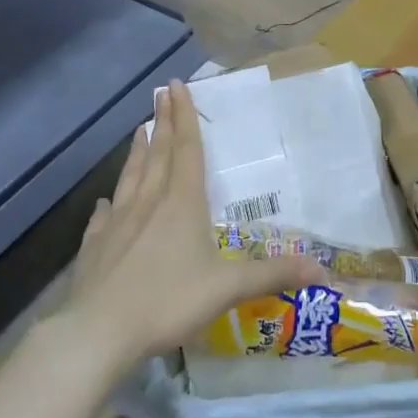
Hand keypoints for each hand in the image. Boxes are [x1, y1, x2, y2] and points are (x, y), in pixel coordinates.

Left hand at [61, 80, 325, 372]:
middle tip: (161, 92)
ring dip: (138, 152)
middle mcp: (149, 202)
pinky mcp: (94, 247)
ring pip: (131, 177)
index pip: (187, 149)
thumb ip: (273, 274)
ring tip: (140, 130)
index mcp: (182, 203)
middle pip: (159, 154)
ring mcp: (118, 223)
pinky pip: (103, 217)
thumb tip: (322, 269)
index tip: (177, 85)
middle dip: (164, 122)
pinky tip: (106, 201)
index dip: (185, 116)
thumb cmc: (167, 301)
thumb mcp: (228, 288)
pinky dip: (109, 204)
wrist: (97, 332)